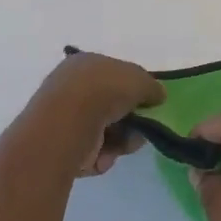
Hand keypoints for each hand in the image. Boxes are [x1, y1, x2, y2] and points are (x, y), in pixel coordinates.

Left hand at [30, 52, 165, 176]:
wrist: (68, 123)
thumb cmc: (104, 90)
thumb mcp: (140, 79)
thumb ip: (152, 87)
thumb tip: (158, 96)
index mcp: (85, 64)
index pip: (114, 75)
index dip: (134, 89)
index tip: (148, 103)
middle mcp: (72, 88)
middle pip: (112, 106)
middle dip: (131, 120)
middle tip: (142, 129)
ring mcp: (65, 118)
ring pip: (106, 131)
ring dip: (121, 140)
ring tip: (126, 145)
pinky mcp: (62, 146)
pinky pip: (92, 151)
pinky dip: (104, 155)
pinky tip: (105, 155)